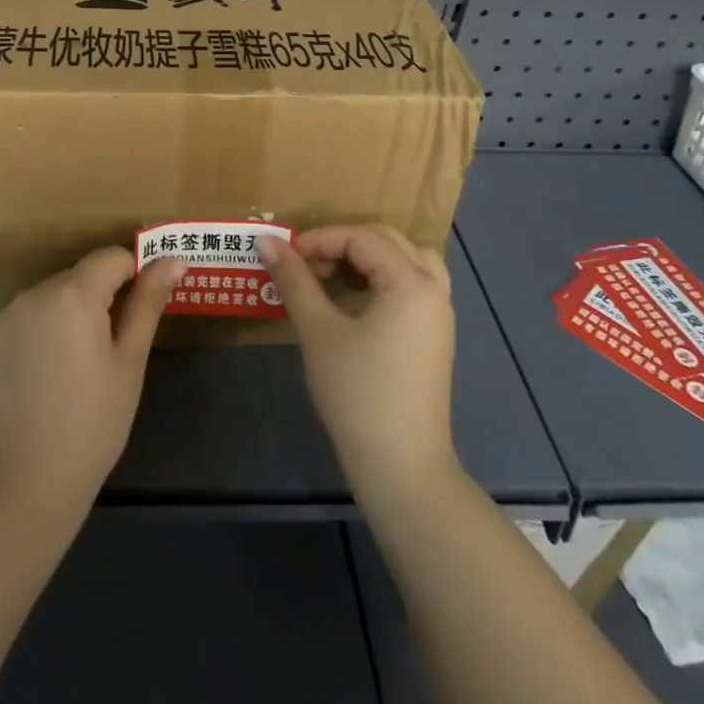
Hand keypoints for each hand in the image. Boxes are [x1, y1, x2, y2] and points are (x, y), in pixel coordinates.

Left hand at [0, 248, 182, 514]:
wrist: (21, 484)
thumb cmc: (91, 423)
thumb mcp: (129, 363)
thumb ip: (148, 303)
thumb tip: (173, 259)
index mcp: (73, 293)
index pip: (111, 258)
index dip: (132, 275)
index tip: (140, 309)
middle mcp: (32, 294)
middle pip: (76, 280)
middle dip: (96, 302)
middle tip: (108, 353)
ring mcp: (0, 318)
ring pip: (46, 302)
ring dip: (63, 319)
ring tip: (70, 373)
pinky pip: (17, 325)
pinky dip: (32, 339)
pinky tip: (36, 383)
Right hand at [259, 226, 458, 496]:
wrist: (401, 466)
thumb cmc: (357, 392)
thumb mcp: (318, 331)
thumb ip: (294, 280)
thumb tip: (264, 241)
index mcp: (410, 281)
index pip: (360, 237)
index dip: (319, 240)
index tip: (285, 258)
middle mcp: (432, 288)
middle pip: (387, 241)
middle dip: (342, 245)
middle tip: (306, 266)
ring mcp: (438, 314)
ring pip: (405, 261)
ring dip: (367, 259)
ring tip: (331, 279)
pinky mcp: (434, 336)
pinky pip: (412, 286)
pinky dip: (383, 280)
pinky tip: (353, 304)